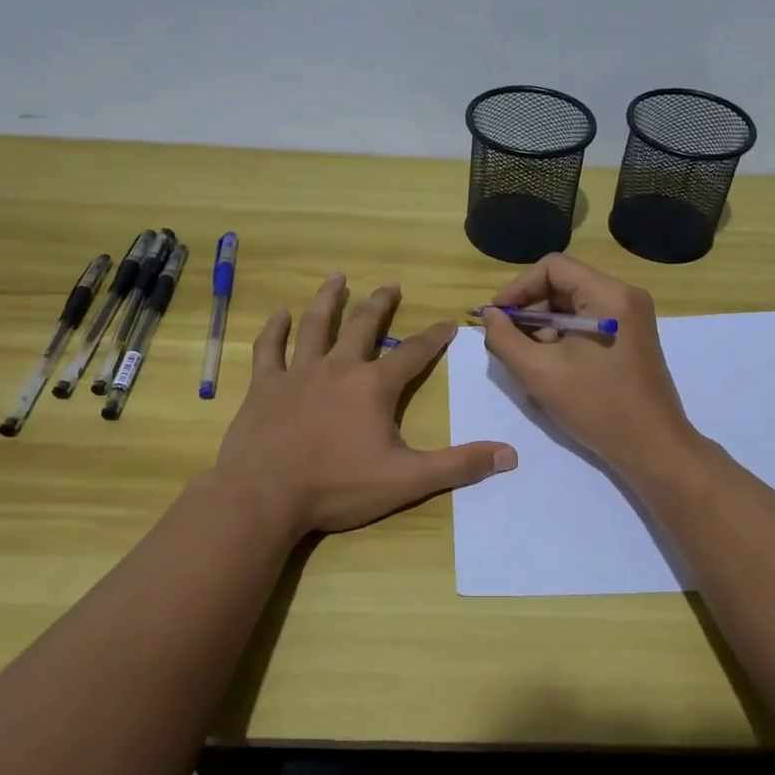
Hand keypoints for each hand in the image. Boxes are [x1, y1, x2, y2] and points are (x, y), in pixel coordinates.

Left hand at [215, 274, 517, 537]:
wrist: (264, 496)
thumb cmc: (338, 487)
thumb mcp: (407, 480)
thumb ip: (458, 466)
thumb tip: (510, 455)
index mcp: (374, 386)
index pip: (413, 353)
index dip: (434, 337)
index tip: (449, 323)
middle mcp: (339, 368)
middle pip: (364, 326)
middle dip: (380, 304)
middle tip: (390, 284)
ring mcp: (298, 373)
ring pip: (316, 325)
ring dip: (329, 300)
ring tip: (336, 278)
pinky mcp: (264, 386)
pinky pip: (269, 349)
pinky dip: (274, 330)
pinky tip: (278, 314)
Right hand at [479, 254, 698, 478]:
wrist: (652, 448)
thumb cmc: (597, 407)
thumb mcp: (539, 372)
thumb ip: (505, 338)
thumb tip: (491, 315)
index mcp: (609, 295)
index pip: (552, 267)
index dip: (518, 288)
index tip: (497, 317)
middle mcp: (625, 296)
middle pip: (563, 284)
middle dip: (531, 310)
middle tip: (510, 342)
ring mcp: (632, 316)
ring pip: (573, 305)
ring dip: (545, 326)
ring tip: (530, 360)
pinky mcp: (632, 337)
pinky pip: (588, 322)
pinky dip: (564, 337)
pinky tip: (552, 367)